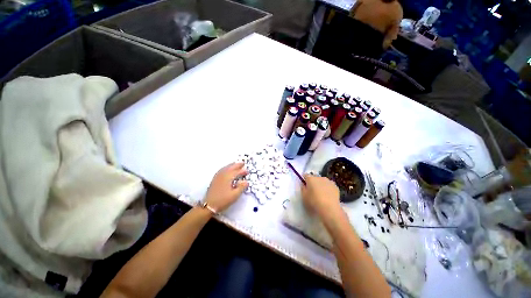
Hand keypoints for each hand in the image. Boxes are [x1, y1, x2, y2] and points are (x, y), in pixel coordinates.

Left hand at [204, 163, 248, 212]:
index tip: (247, 172)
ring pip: (226, 168)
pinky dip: (226, 168)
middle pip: (231, 167)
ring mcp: (218, 177)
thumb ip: (241, 187)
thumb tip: (246, 181)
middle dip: (237, 165)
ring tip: (236, 164)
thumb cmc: (223, 200)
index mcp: (228, 177)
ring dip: (231, 165)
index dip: (243, 171)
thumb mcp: (235, 195)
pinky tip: (226, 169)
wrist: (209, 205)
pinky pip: (221, 170)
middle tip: (243, 163)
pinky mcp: (215, 179)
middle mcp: (223, 175)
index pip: (237, 172)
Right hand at [301, 174, 341, 220]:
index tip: (304, 185)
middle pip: (314, 178)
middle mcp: (319, 177)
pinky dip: (328, 189)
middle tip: (312, 191)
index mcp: (311, 178)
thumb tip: (304, 185)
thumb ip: (303, 188)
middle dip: (313, 182)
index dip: (304, 180)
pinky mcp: (335, 186)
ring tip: (321, 194)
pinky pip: (329, 186)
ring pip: (322, 181)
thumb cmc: (314, 202)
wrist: (329, 208)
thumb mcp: (304, 196)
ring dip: (321, 185)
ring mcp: (328, 181)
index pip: (305, 175)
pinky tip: (328, 196)